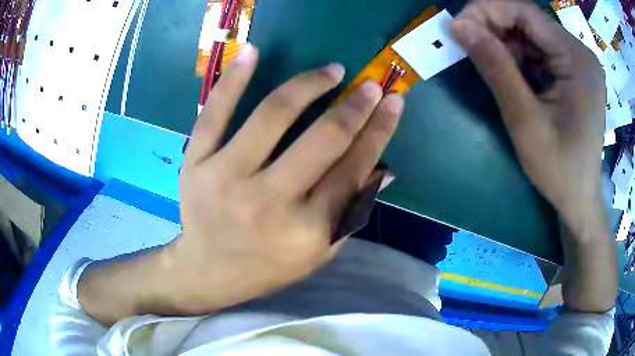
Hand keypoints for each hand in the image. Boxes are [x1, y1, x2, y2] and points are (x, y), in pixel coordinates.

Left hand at [169, 46, 402, 313]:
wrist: (208, 270)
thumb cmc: (268, 266)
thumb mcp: (318, 251)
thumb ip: (351, 211)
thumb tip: (385, 168)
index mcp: (307, 229)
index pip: (354, 168)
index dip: (379, 129)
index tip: (393, 101)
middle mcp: (270, 201)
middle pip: (323, 139)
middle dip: (354, 106)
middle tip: (370, 84)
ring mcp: (227, 177)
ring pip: (273, 116)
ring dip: (308, 85)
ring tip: (331, 71)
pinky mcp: (196, 163)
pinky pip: (214, 113)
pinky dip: (234, 79)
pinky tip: (252, 52)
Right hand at [452, 0, 615, 311]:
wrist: (579, 199)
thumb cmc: (559, 170)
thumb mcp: (525, 121)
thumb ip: (495, 68)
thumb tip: (458, 26)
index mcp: (577, 59)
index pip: (525, 11)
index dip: (487, 11)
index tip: (459, 29)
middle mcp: (580, 52)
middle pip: (528, 20)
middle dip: (495, 29)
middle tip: (470, 48)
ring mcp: (578, 61)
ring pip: (531, 34)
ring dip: (506, 45)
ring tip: (494, 70)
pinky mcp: (574, 71)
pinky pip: (539, 50)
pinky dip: (520, 57)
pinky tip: (514, 78)